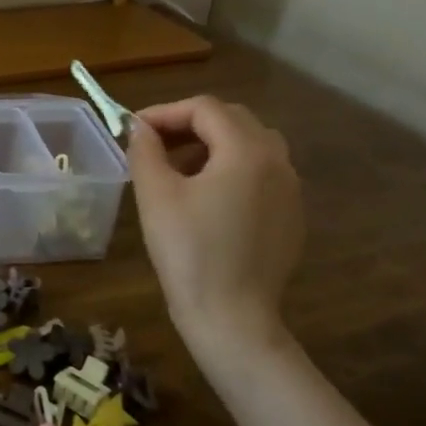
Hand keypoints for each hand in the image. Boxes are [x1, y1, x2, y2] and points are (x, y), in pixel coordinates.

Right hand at [125, 96, 304, 365]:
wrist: (232, 317)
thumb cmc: (189, 252)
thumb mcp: (156, 195)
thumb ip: (145, 150)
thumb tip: (139, 127)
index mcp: (247, 150)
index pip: (204, 108)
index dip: (165, 112)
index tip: (133, 131)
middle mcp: (278, 161)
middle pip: (232, 120)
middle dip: (189, 124)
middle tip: (154, 144)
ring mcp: (290, 190)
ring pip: (250, 145)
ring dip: (212, 144)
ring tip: (177, 168)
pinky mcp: (291, 216)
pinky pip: (261, 174)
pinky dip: (231, 169)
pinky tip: (205, 198)